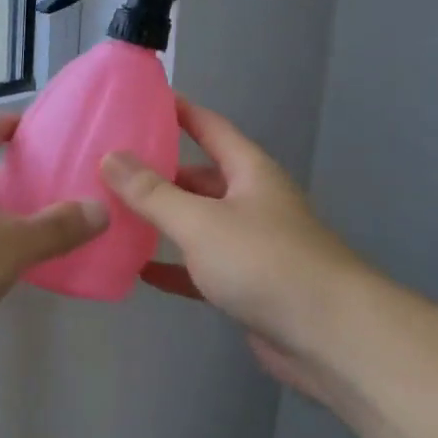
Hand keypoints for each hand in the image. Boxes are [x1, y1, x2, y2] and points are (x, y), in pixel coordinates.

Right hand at [99, 98, 362, 377]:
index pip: (209, 127)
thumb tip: (110, 157)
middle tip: (107, 167)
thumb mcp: (200, 221)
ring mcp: (250, 246)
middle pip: (198, 178)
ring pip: (197, 224)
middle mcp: (251, 202)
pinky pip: (200, 268)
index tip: (140, 99)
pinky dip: (173, 267)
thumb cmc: (265, 262)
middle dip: (157, 172)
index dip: (178, 111)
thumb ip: (152, 192)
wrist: (330, 337)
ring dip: (161, 221)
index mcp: (249, 172)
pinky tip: (138, 269)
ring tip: (113, 213)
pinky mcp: (247, 286)